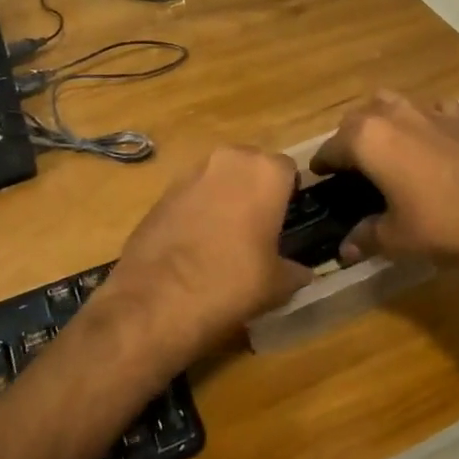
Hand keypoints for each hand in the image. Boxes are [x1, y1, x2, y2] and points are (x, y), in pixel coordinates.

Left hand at [97, 146, 315, 371]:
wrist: (156, 299)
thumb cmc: (230, 282)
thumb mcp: (277, 285)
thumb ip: (295, 271)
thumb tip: (302, 272)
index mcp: (264, 172)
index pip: (288, 169)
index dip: (289, 194)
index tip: (287, 220)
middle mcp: (229, 159)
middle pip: (252, 166)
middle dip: (256, 189)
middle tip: (259, 227)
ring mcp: (192, 171)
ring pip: (220, 176)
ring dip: (226, 196)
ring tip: (226, 236)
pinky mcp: (164, 190)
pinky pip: (194, 191)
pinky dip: (199, 208)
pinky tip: (197, 241)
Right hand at [310, 92, 458, 285]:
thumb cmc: (442, 226)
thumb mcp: (396, 239)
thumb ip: (365, 237)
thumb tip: (345, 249)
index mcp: (367, 138)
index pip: (331, 147)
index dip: (323, 164)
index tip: (319, 176)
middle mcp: (393, 114)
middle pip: (358, 118)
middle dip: (349, 139)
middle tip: (351, 168)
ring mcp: (429, 111)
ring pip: (391, 104)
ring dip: (381, 121)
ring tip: (385, 148)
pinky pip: (432, 110)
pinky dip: (424, 120)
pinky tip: (431, 140)